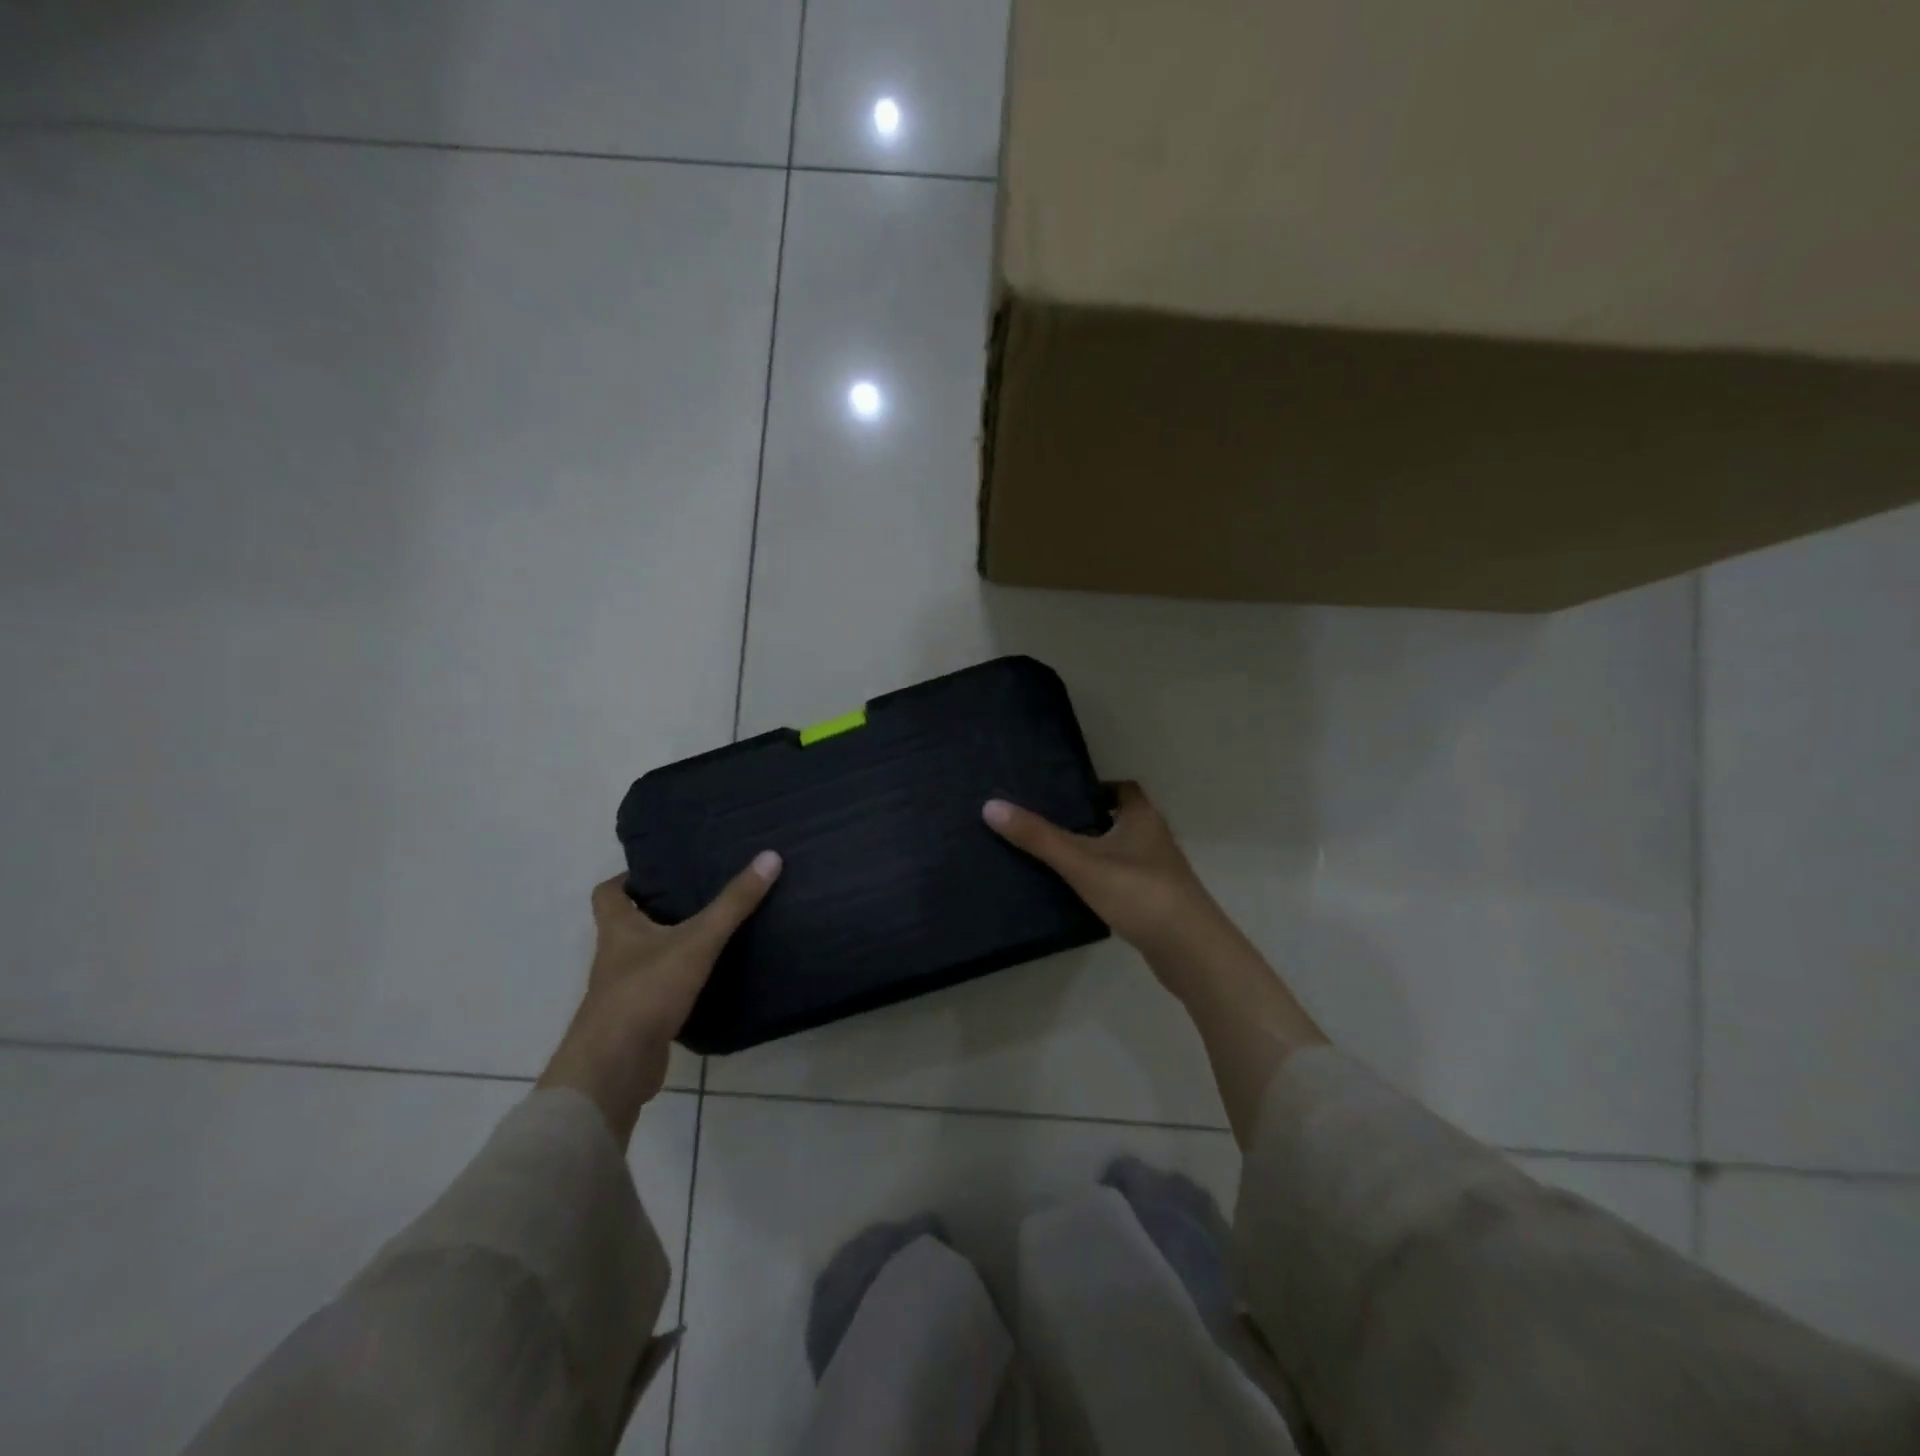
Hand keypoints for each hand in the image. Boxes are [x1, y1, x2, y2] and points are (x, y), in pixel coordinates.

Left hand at [538, 851, 781, 1141]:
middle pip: (629, 925)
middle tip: (701, 895)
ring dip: (672, 948)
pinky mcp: (639, 1022)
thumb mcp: (697, 941)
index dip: (628, 879)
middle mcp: (614, 958)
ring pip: (647, 959)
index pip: (608, 894)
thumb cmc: (646, 992)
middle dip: (659, 911)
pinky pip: (660, 993)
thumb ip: (733, 903)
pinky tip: (710, 981)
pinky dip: (680, 984)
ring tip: (713, 933)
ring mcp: (624, 993)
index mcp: (617, 931)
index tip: (660, 872)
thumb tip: (770, 857)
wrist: (614, 1070)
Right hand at [987, 783, 1325, 1145]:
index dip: (1096, 788)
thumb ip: (1038, 837)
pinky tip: (1080, 894)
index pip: (1122, 789)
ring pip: (1122, 852)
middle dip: (1089, 821)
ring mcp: (1159, 873)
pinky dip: (1105, 881)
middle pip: (1121, 820)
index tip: (1063, 795)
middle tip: (1049, 825)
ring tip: (1056, 858)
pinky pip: (1125, 881)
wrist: (1190, 950)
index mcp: (1143, 818)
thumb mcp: (1081, 861)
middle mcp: (1155, 839)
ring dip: (1097, 853)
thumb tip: (991, 806)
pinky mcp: (1157, 902)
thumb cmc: (1139, 892)